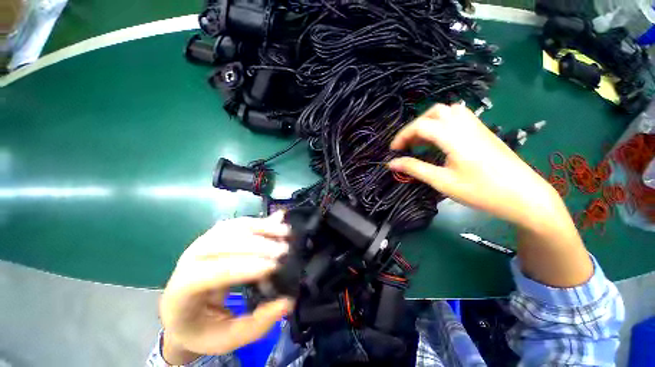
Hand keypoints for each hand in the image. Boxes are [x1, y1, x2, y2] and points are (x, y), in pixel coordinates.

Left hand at [159, 212, 293, 363]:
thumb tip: (287, 302)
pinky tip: (275, 225)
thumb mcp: (226, 339)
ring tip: (285, 232)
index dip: (243, 267)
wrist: (183, 311)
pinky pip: (238, 223)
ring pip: (232, 228)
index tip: (274, 267)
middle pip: (222, 244)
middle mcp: (189, 259)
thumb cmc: (202, 328)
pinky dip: (259, 223)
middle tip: (284, 250)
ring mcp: (201, 242)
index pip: (211, 273)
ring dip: (261, 228)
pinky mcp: (215, 235)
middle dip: (257, 245)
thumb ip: (256, 325)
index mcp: (182, 291)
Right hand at [388, 103, 558, 228]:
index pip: (420, 126)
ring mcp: (477, 126)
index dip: (402, 136)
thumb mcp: (442, 181)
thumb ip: (414, 169)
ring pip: (447, 112)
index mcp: (453, 136)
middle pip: (434, 112)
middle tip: (408, 145)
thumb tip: (391, 164)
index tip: (393, 151)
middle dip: (415, 127)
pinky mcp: (483, 132)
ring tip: (422, 141)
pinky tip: (440, 141)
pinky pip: (458, 118)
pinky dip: (443, 124)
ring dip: (430, 122)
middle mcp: (465, 125)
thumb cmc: (481, 191)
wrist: (524, 196)